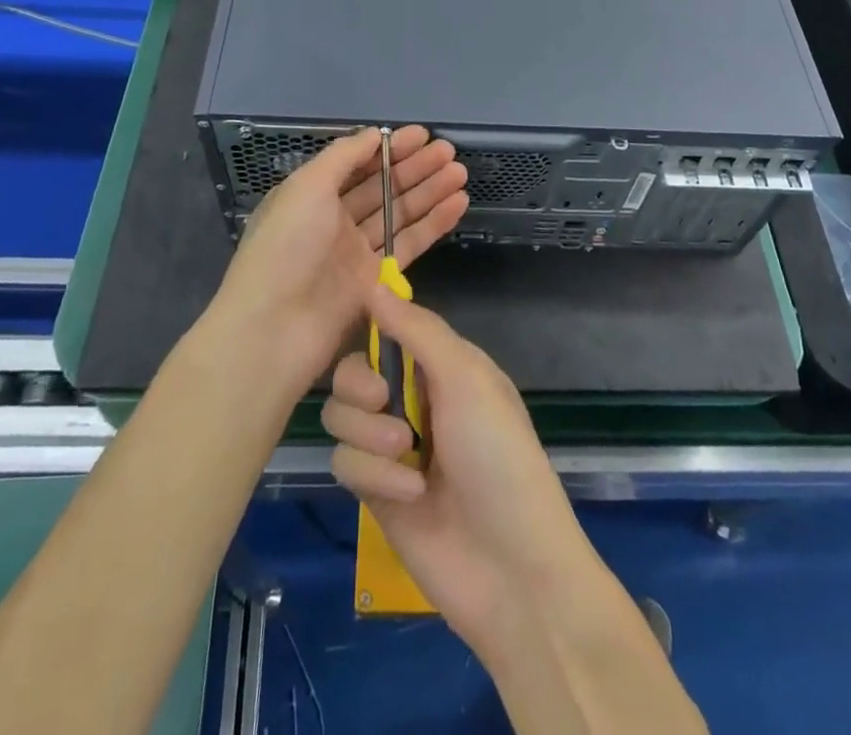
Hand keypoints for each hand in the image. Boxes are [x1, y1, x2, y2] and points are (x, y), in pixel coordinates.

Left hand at [211, 126, 468, 390]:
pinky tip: (458, 204)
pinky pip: (409, 245)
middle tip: (450, 152)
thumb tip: (374, 134)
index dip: (390, 148)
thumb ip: (343, 156)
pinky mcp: (376, 281)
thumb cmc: (286, 246)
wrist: (274, 329)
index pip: (358, 163)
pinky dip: (433, 224)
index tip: (423, 135)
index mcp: (312, 195)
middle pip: (383, 187)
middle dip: (416, 168)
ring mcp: (356, 252)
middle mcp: (334, 220)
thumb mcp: (307, 186)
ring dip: (430, 192)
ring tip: (461, 173)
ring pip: (400, 214)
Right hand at [322, 287, 595, 650]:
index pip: (389, 327)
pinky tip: (411, 493)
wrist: (510, 569)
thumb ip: (418, 330)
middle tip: (383, 399)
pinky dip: (374, 475)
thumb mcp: (466, 378)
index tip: (349, 319)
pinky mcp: (374, 491)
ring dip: (369, 434)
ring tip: (407, 454)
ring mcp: (390, 446)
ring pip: (340, 415)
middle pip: (351, 370)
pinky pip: (344, 463)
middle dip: (360, 384)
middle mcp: (412, 398)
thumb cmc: (498, 456)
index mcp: (441, 364)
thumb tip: (373, 282)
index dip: (368, 323)